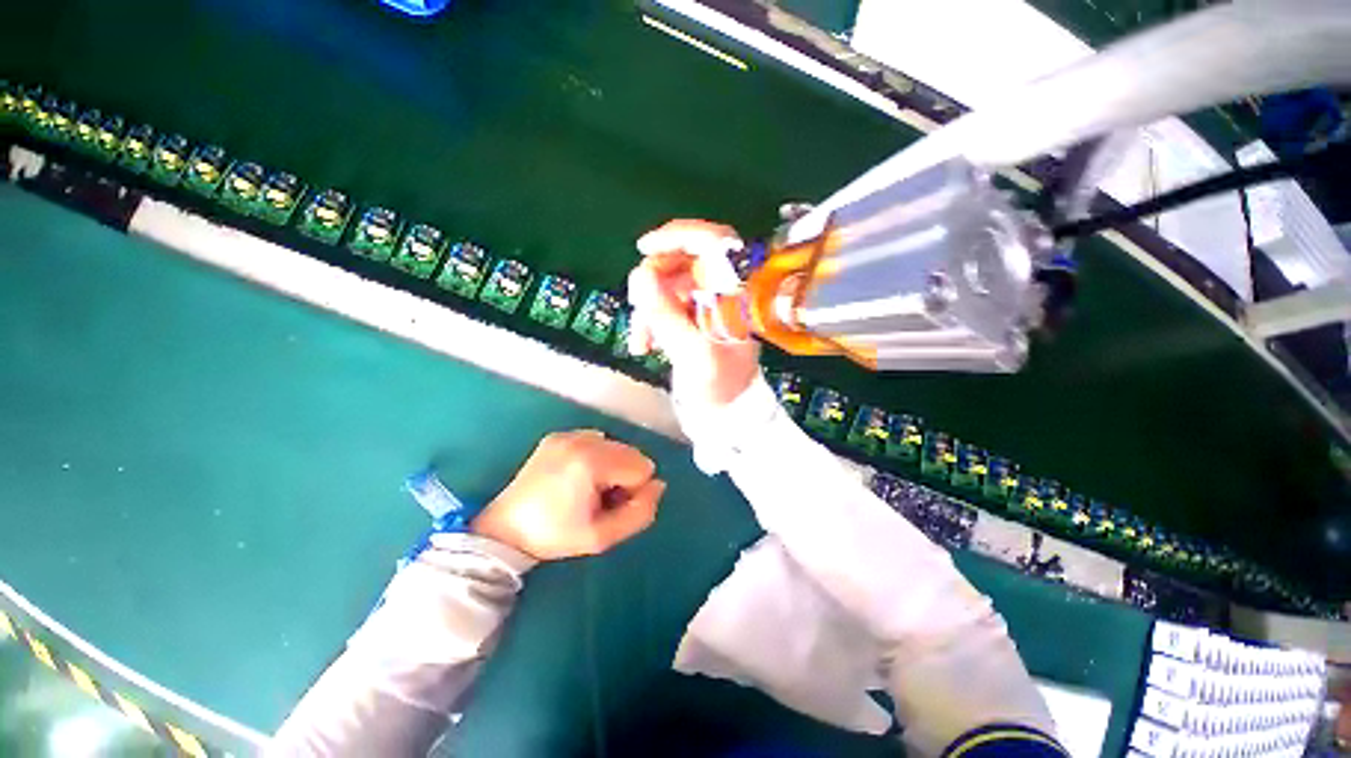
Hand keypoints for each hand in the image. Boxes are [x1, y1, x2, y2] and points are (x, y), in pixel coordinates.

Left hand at [472, 430, 666, 559]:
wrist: (505, 530)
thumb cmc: (556, 536)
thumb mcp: (603, 537)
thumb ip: (641, 512)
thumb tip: (659, 485)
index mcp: (593, 462)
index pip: (643, 467)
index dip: (633, 492)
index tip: (610, 507)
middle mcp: (582, 439)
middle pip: (631, 452)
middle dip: (624, 476)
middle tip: (599, 500)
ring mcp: (568, 434)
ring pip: (615, 445)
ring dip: (612, 466)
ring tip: (587, 489)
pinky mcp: (557, 435)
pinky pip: (595, 440)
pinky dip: (596, 456)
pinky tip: (577, 476)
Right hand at [626, 219, 760, 406]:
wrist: (725, 409)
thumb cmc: (719, 385)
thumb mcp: (692, 353)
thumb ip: (666, 315)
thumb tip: (640, 275)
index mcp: (735, 294)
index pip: (714, 242)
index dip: (679, 236)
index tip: (644, 248)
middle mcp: (723, 290)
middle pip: (683, 260)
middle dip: (654, 281)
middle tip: (637, 303)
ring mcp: (707, 302)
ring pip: (668, 283)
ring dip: (648, 307)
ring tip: (642, 340)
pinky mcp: (693, 315)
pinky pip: (666, 302)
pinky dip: (651, 319)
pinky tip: (645, 343)